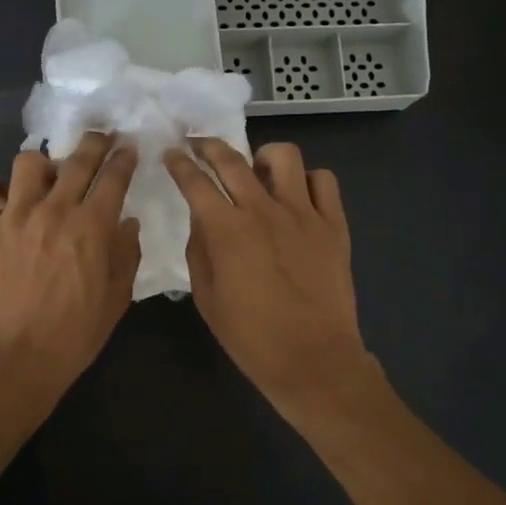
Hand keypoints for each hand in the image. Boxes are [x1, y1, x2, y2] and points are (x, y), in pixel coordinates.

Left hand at [0, 132, 140, 404]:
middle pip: (77, 158)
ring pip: (28, 162)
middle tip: (98, 140)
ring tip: (44, 177)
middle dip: (94, 143)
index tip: (127, 149)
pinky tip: (1, 197)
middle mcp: (54, 209)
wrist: (17, 359)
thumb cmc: (75, 334)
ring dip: (42, 164)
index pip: (114, 176)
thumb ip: (127, 254)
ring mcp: (13, 215)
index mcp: (93, 226)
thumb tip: (127, 221)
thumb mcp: (117, 298)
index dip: (123, 158)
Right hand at [164, 139, 376, 414]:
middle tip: (200, 145)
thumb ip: (199, 251)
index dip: (179, 164)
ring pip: (284, 157)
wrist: (313, 359)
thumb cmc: (251, 337)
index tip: (172, 154)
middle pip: (232, 159)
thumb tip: (202, 221)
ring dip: (264, 157)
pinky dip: (308, 181)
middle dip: (209, 145)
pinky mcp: (334, 224)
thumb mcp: (207, 298)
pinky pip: (324, 181)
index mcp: (227, 230)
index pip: (195, 182)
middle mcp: (263, 210)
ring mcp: (303, 214)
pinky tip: (298, 197)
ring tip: (258, 172)